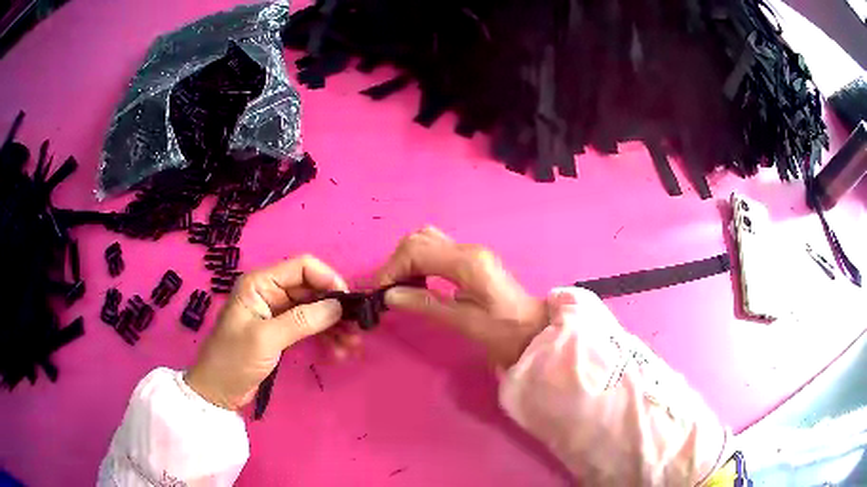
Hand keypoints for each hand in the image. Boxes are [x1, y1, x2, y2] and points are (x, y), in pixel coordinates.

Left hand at [185, 256, 347, 410]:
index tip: (348, 302)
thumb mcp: (266, 339)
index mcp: (260, 283)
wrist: (218, 391)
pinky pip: (309, 326)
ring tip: (352, 345)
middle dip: (335, 307)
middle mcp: (270, 291)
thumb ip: (302, 320)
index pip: (302, 267)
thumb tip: (338, 305)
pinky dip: (325, 336)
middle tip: (357, 329)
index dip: (328, 279)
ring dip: (334, 324)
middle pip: (311, 288)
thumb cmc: (234, 360)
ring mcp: (276, 312)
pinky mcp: (281, 331)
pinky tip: (339, 351)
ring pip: (314, 309)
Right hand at [378, 227, 546, 368]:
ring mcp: (470, 251)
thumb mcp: (463, 323)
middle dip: (397, 262)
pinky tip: (418, 281)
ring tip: (401, 287)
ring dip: (407, 259)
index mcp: (467, 263)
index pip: (417, 252)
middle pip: (419, 239)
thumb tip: (390, 296)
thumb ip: (426, 305)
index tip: (379, 292)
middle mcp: (468, 249)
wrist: (533, 330)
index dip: (392, 269)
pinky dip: (419, 260)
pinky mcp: (471, 258)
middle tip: (389, 291)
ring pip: (426, 239)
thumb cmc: (503, 331)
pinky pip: (436, 249)